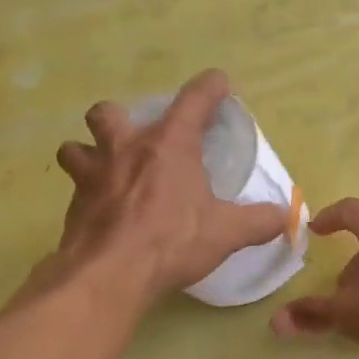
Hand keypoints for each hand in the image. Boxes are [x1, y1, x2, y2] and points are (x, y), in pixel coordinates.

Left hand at [54, 70, 289, 298]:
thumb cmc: (171, 241)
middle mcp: (125, 149)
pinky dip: (87, 196)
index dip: (209, 87)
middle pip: (109, 112)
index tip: (219, 82)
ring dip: (87, 152)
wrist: (109, 275)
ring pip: (75, 147)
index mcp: (168, 145)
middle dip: (120, 117)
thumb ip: (259, 221)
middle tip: (136, 139)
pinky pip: (75, 190)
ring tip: (105, 170)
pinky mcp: (73, 207)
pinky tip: (102, 213)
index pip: (193, 100)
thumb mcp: (226, 232)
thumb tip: (285, 217)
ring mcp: (92, 176)